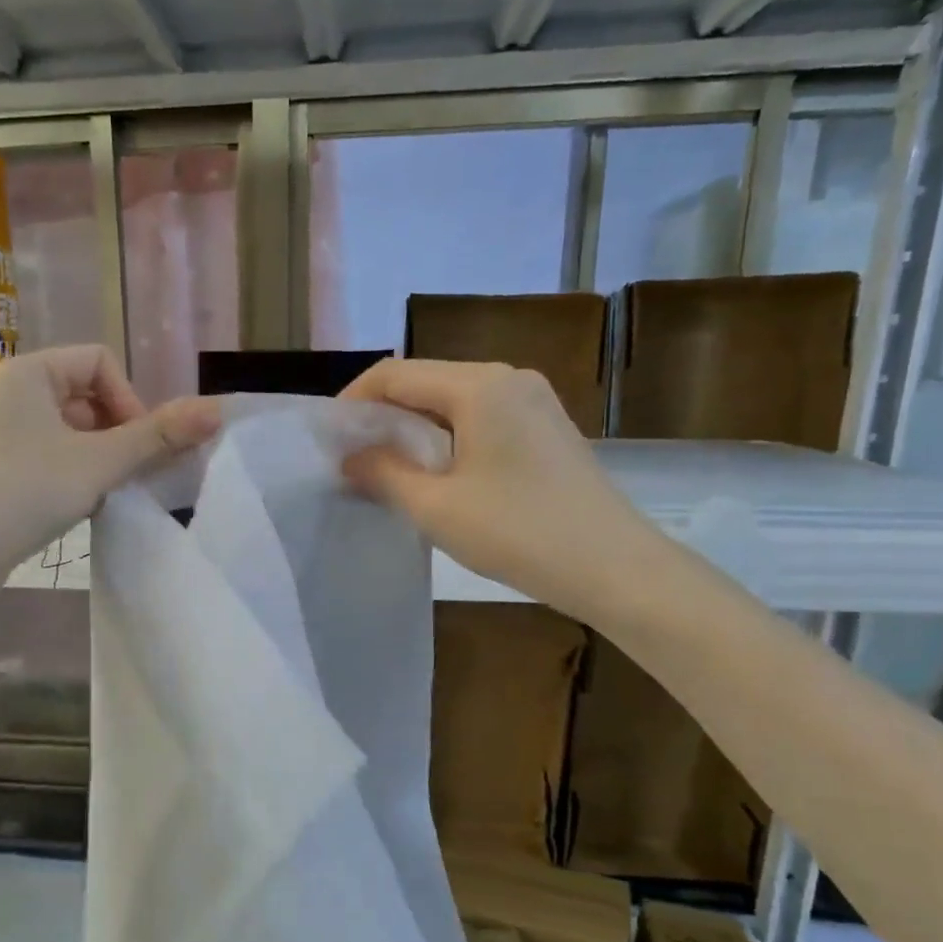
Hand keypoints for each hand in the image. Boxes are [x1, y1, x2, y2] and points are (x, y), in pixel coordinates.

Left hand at [0, 345, 219, 580]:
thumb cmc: (23, 493)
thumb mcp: (99, 463)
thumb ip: (157, 436)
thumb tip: (217, 410)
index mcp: (29, 372)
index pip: (100, 362)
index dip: (130, 400)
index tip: (137, 446)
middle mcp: (11, 392)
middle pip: (87, 396)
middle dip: (117, 433)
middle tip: (126, 474)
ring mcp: (1, 431)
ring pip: (71, 430)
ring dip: (99, 457)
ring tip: (103, 493)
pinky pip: (51, 455)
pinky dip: (74, 473)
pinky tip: (78, 505)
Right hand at [339, 359, 664, 617]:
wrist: (614, 567)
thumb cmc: (518, 533)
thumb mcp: (436, 507)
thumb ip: (384, 473)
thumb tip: (350, 457)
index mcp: (479, 386)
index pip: (397, 374)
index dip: (354, 399)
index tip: (328, 436)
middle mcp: (508, 379)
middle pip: (426, 380)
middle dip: (382, 412)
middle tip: (351, 453)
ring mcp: (533, 401)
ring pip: (454, 399)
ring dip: (414, 425)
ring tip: (384, 465)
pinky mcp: (546, 427)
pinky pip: (482, 416)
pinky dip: (447, 435)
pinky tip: (435, 470)